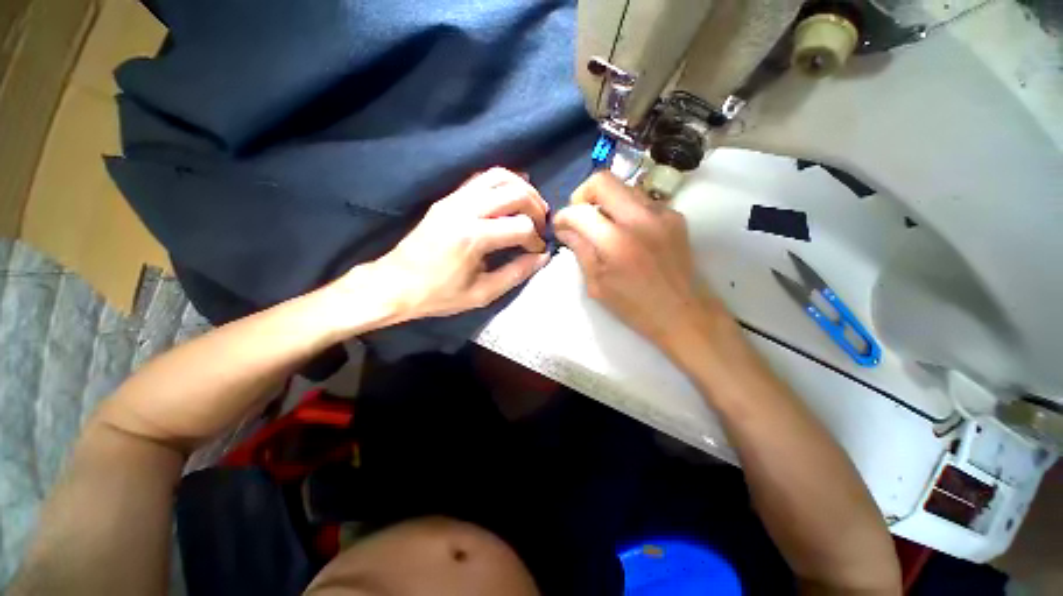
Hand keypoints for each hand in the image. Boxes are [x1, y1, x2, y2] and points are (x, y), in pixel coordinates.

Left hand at [362, 167, 550, 321]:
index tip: (536, 252)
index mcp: (472, 237)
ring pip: (499, 176)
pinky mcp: (448, 198)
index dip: (535, 239)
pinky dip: (503, 182)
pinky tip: (512, 195)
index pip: (520, 226)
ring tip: (532, 208)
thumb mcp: (482, 293)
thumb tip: (542, 257)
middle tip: (541, 225)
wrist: (395, 284)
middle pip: (515, 193)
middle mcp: (464, 210)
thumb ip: (516, 273)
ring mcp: (454, 199)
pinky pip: (482, 178)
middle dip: (536, 208)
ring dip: (522, 189)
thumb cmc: (438, 294)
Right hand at [554, 172, 720, 349]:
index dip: (563, 216)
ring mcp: (662, 213)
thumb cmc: (635, 307)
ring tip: (603, 225)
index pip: (579, 212)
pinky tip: (628, 231)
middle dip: (582, 194)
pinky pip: (642, 200)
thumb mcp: (597, 285)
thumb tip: (564, 229)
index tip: (560, 226)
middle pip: (603, 180)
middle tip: (580, 217)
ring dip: (606, 201)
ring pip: (624, 186)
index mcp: (616, 243)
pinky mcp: (676, 215)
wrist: (684, 313)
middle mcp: (640, 219)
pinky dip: (627, 210)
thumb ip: (580, 251)